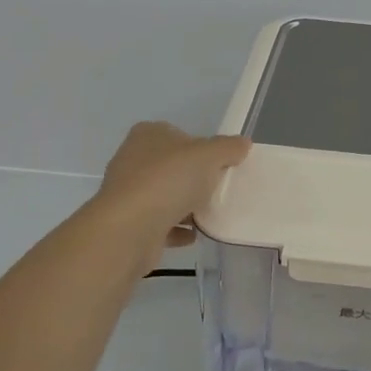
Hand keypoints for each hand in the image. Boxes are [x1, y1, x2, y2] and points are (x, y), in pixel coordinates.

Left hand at [95, 121, 251, 268]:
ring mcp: (127, 193)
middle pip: (172, 166)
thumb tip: (242, 143)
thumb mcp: (209, 155)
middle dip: (194, 178)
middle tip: (218, 188)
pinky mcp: (128, 223)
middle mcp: (132, 159)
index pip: (179, 135)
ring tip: (210, 214)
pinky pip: (159, 223)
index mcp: (148, 135)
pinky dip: (177, 228)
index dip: (201, 148)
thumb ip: (228, 147)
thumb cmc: (169, 180)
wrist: (130, 229)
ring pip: (165, 195)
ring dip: (185, 205)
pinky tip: (195, 235)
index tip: (220, 165)